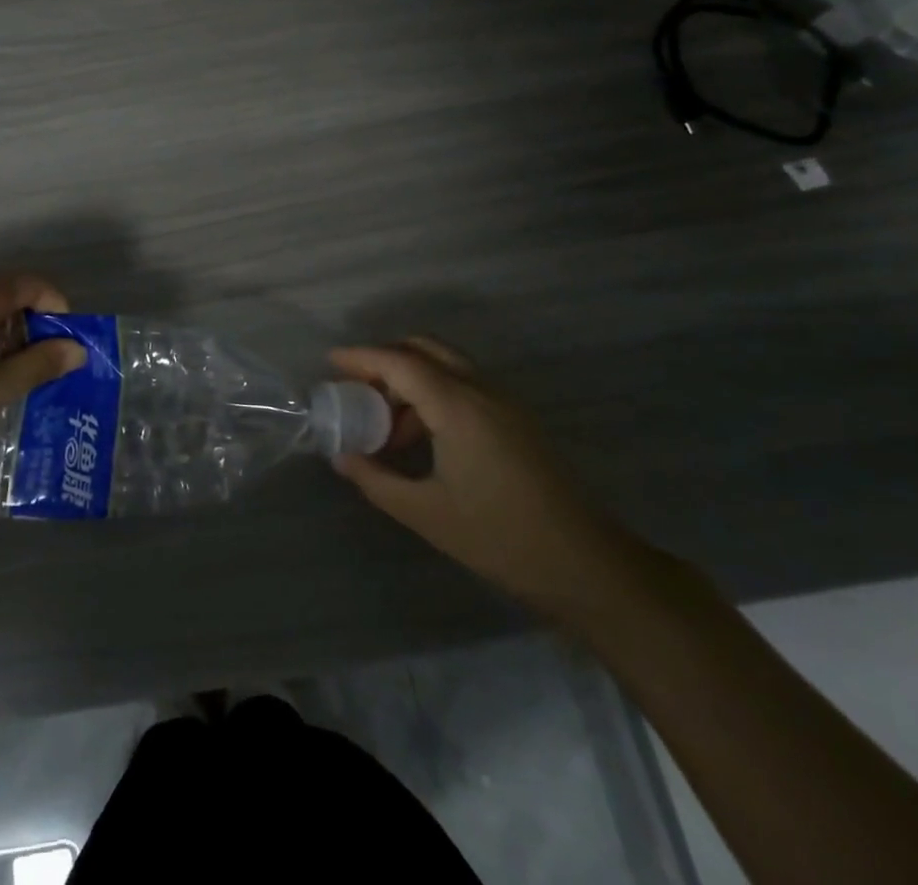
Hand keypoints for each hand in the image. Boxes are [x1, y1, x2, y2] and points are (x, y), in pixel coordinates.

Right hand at [331, 338, 645, 621]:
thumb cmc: (501, 538)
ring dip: (410, 380)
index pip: (400, 362)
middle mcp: (482, 391)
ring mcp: (505, 403)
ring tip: (385, 424)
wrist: (588, 567)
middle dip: (385, 359)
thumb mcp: (427, 514)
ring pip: (447, 366)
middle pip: (425, 349)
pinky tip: (422, 437)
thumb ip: (376, 480)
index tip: (329, 363)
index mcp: (458, 406)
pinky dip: (434, 394)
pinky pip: (465, 386)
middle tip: (356, 387)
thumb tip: (341, 457)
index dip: (361, 358)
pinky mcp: (517, 421)